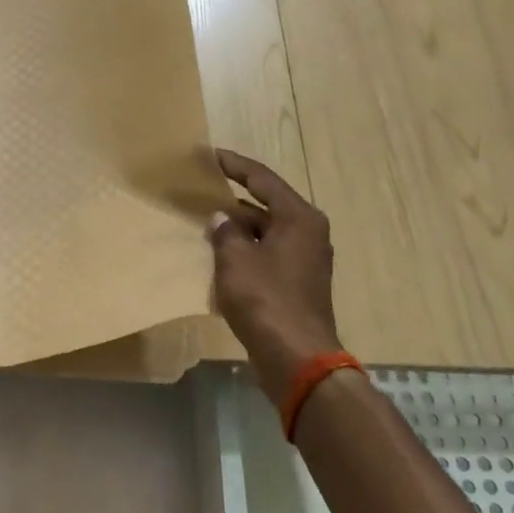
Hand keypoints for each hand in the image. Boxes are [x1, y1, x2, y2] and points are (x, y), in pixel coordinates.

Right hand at [209, 148, 343, 407]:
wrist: (297, 357)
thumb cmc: (266, 300)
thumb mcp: (236, 260)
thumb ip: (226, 233)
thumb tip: (220, 219)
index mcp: (299, 218)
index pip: (263, 180)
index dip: (235, 165)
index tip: (211, 155)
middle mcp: (308, 233)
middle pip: (268, 205)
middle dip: (235, 198)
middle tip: (205, 188)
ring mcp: (306, 260)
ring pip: (267, 231)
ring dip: (240, 227)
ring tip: (206, 221)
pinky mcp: (298, 283)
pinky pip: (268, 254)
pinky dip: (247, 250)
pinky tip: (221, 255)